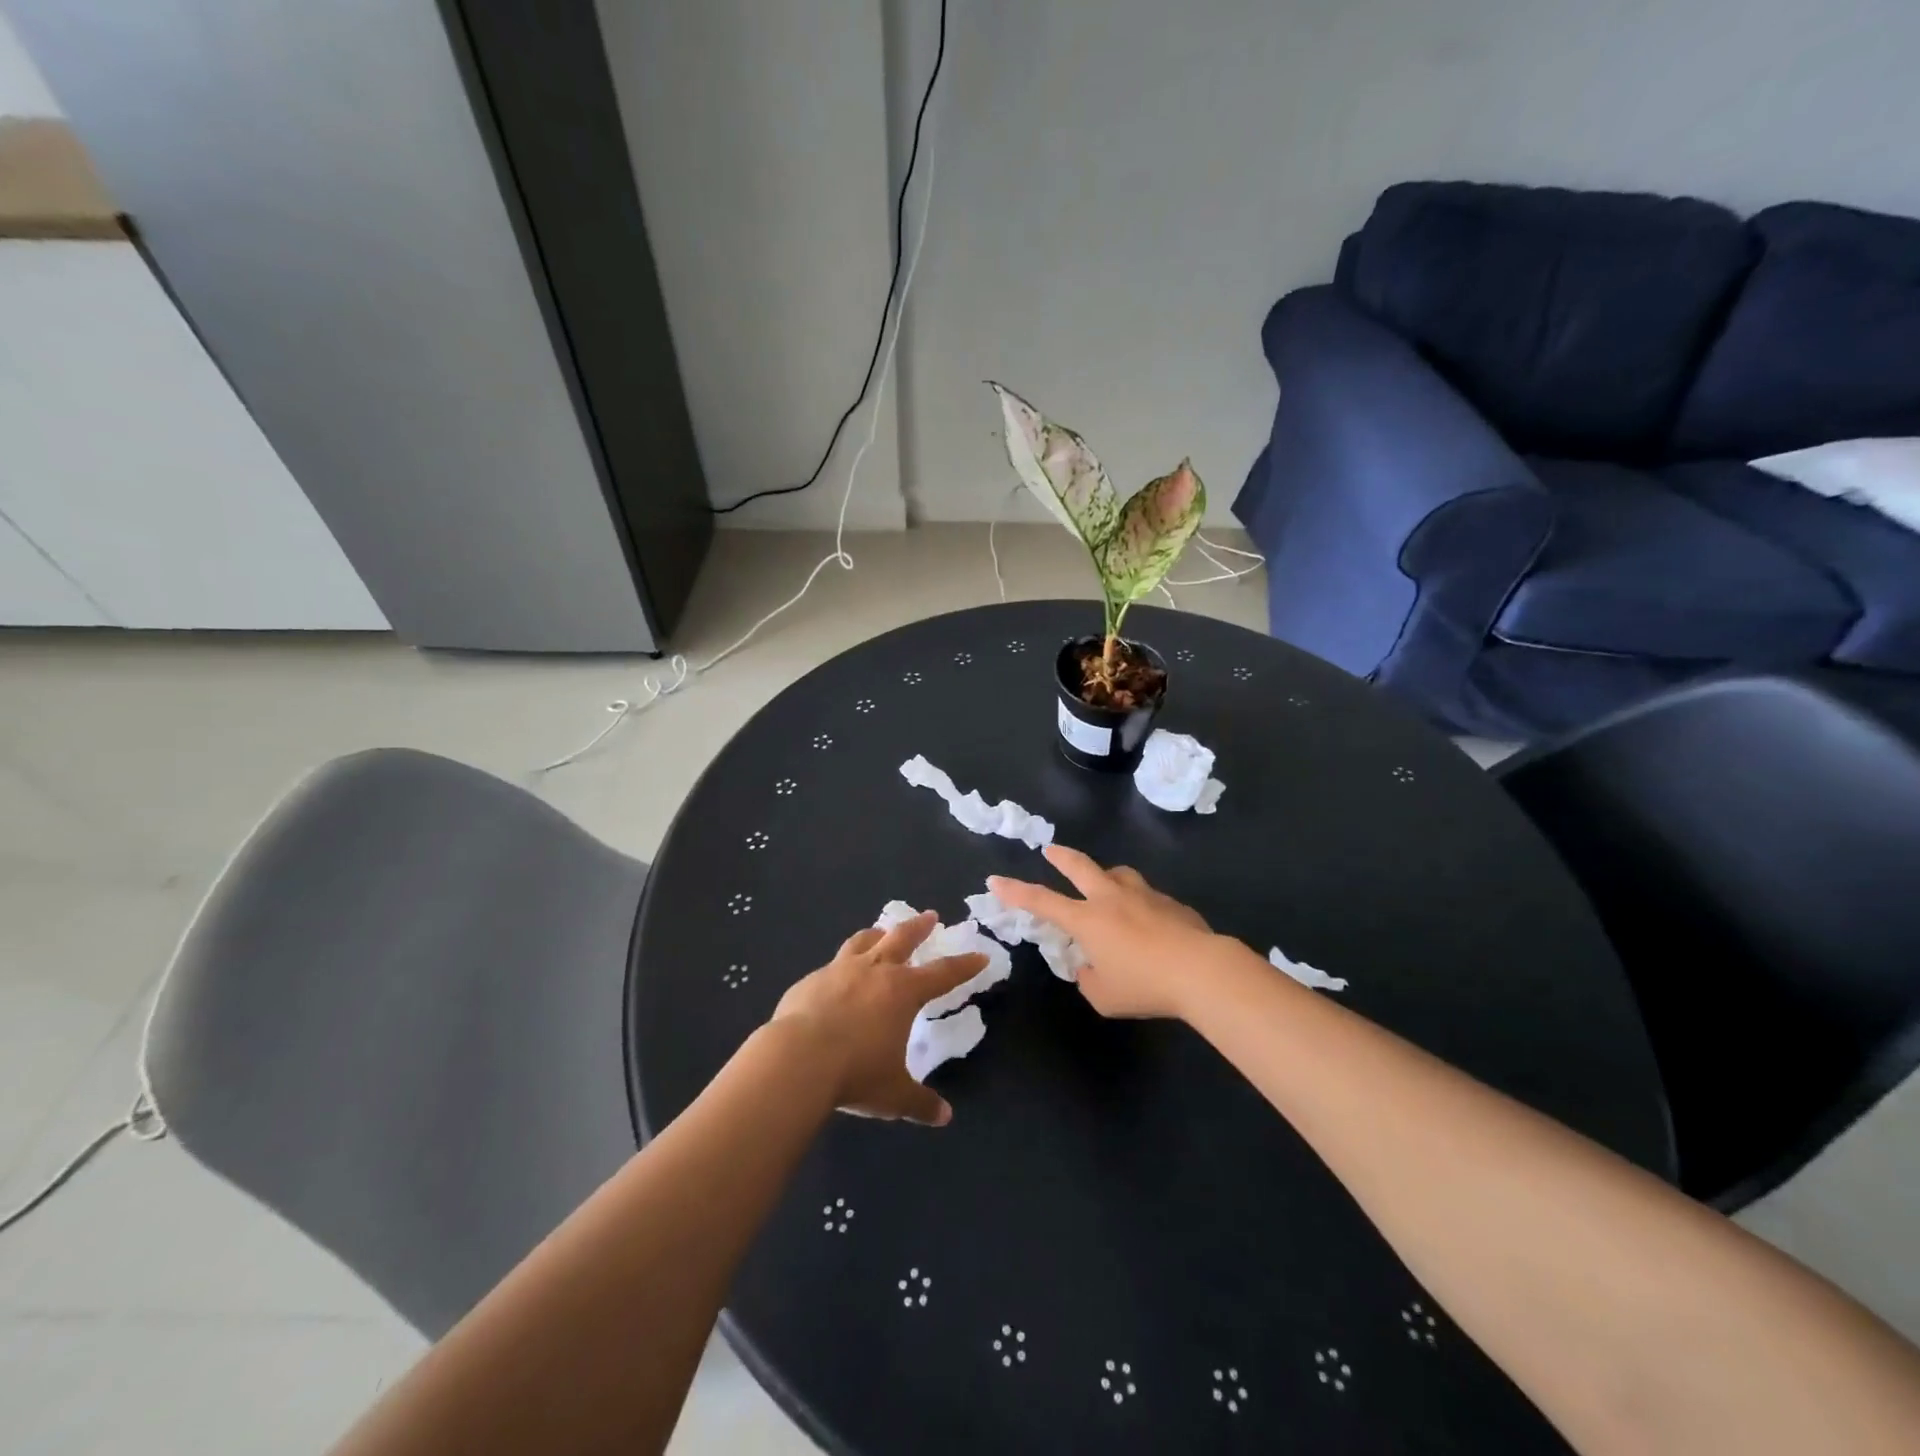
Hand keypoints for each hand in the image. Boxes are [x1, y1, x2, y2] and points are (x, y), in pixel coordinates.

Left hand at [771, 911, 986, 1126]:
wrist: (796, 1059)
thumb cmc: (855, 1073)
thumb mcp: (894, 1094)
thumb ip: (920, 1102)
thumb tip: (944, 1117)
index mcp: (903, 991)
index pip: (943, 974)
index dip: (964, 965)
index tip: (979, 955)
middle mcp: (874, 971)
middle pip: (902, 938)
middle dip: (919, 927)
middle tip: (930, 916)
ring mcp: (839, 971)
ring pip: (863, 942)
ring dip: (877, 934)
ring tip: (881, 931)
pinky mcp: (810, 980)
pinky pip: (831, 966)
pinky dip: (841, 966)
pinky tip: (836, 978)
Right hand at [989, 845, 1216, 1019]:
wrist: (1201, 970)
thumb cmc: (1145, 985)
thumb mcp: (1104, 997)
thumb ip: (1089, 980)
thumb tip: (1090, 968)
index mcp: (1088, 920)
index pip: (1042, 901)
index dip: (1016, 891)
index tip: (995, 880)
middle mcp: (1111, 899)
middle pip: (1080, 867)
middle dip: (1061, 856)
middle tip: (1050, 850)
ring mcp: (1144, 896)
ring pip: (1118, 874)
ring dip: (1106, 875)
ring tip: (1106, 883)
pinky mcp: (1171, 903)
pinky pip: (1147, 896)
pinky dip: (1139, 902)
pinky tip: (1149, 922)